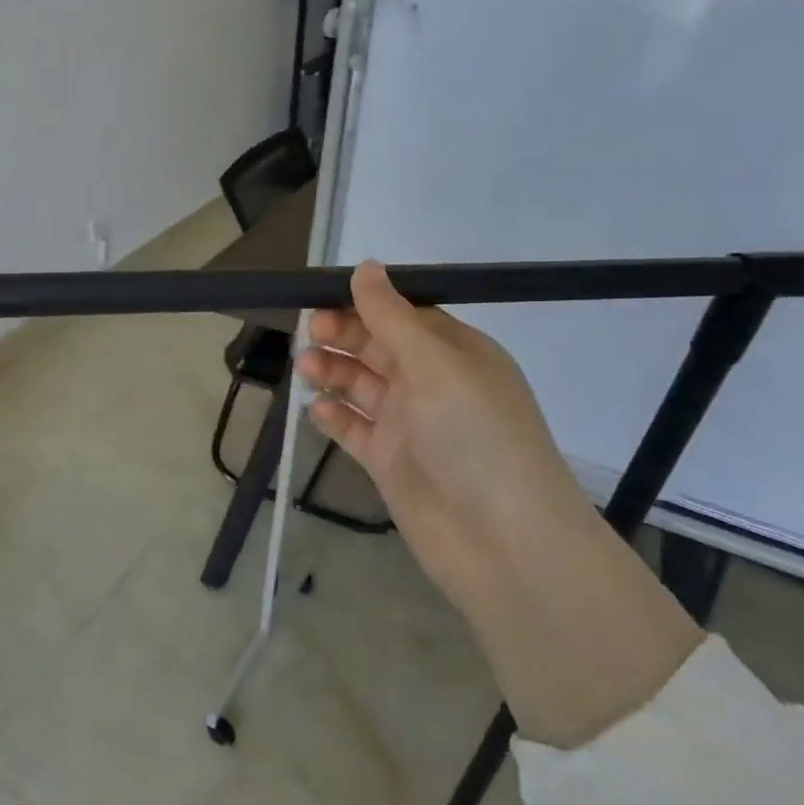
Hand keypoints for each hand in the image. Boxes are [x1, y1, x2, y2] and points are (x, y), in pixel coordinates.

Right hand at [296, 260, 595, 591]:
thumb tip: (367, 266)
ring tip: (304, 367)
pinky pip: (356, 430)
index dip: (366, 304)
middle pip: (379, 348)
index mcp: (457, 354)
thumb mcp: (435, 363)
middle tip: (308, 331)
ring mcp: (411, 425)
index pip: (406, 315)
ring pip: (362, 387)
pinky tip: (313, 409)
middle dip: (343, 336)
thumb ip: (392, 316)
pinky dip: (335, 417)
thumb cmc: (473, 434)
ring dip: (333, 372)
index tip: (322, 296)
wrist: (499, 539)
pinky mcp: (391, 462)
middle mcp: (434, 385)